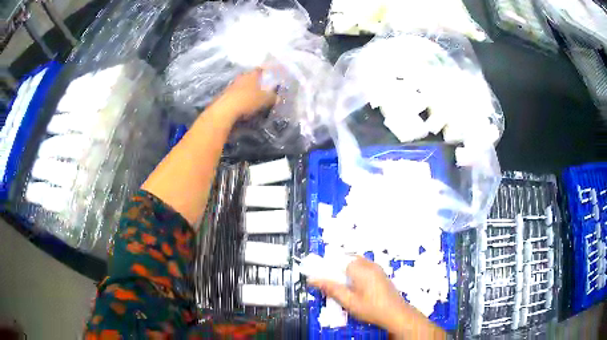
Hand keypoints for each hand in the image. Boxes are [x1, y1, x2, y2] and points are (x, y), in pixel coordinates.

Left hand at [212, 68, 277, 121]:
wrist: (225, 110)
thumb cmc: (248, 101)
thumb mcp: (265, 100)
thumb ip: (272, 97)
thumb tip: (277, 97)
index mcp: (252, 75)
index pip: (260, 70)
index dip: (265, 72)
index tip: (268, 76)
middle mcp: (241, 77)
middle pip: (249, 76)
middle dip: (254, 81)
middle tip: (260, 88)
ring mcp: (231, 85)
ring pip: (241, 84)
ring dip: (245, 89)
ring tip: (251, 96)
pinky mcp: (224, 94)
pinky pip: (234, 93)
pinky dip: (239, 97)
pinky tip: (241, 103)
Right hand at [309, 257, 444, 338]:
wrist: (396, 313)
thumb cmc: (371, 308)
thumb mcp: (348, 301)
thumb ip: (331, 289)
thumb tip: (312, 279)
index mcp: (359, 268)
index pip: (337, 260)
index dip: (326, 268)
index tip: (318, 278)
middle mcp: (368, 264)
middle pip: (346, 260)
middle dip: (336, 270)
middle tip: (330, 284)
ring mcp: (376, 268)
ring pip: (355, 264)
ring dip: (346, 272)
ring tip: (342, 288)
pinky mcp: (380, 274)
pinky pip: (364, 268)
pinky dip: (355, 274)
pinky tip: (355, 288)